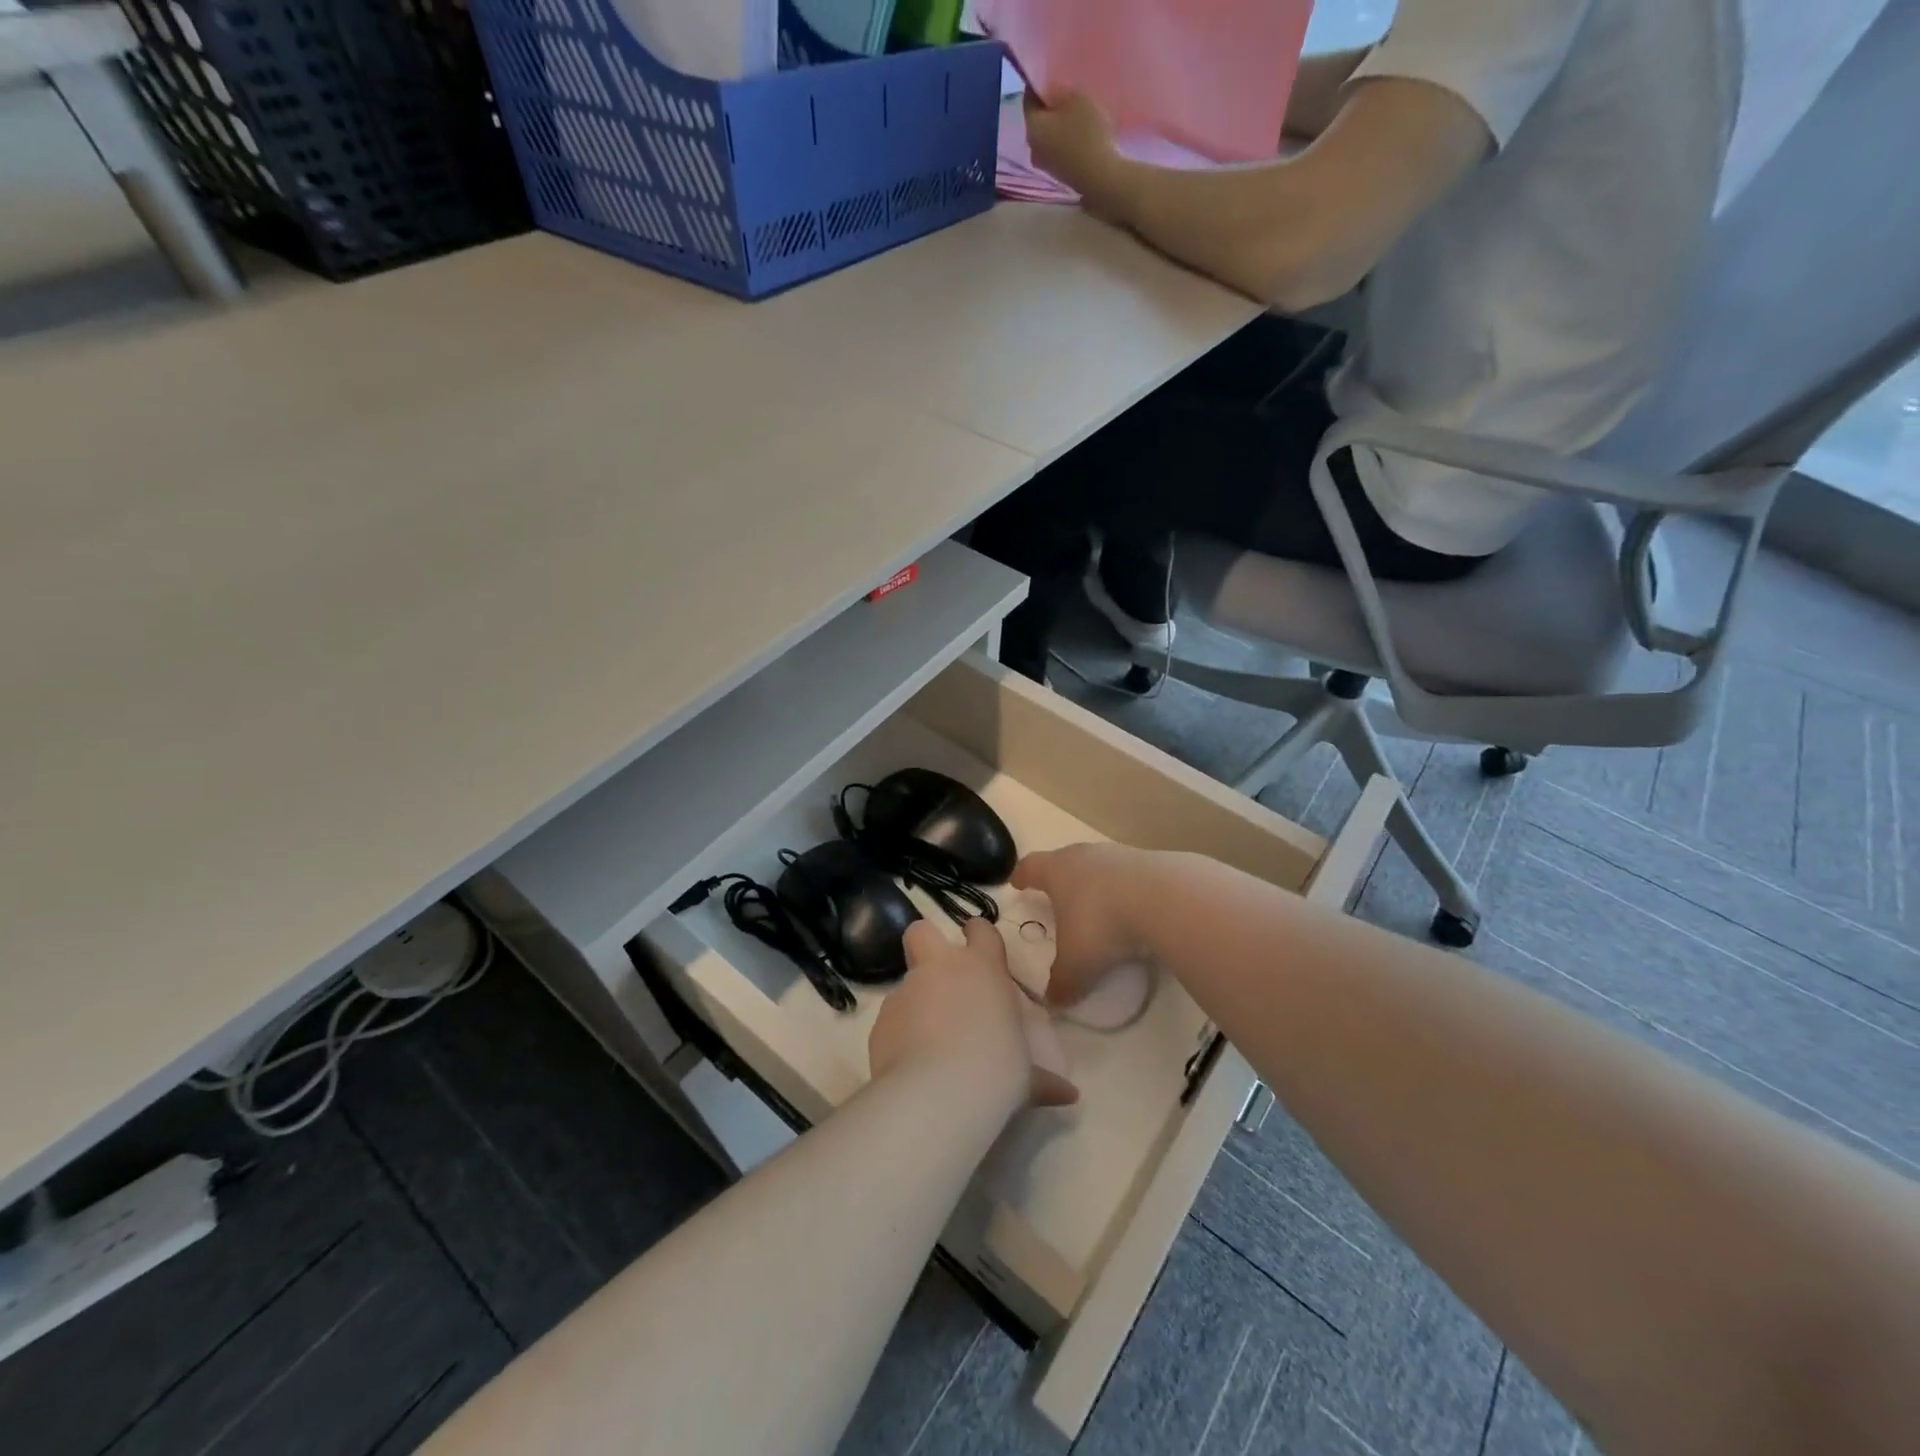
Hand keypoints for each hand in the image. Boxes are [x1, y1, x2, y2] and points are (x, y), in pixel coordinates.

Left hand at [869, 918, 1078, 1110]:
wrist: (937, 1095)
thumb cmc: (996, 1072)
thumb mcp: (1026, 1078)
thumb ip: (1042, 1080)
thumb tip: (1068, 1096)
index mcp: (983, 969)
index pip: (981, 930)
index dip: (979, 936)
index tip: (981, 951)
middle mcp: (940, 969)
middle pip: (922, 932)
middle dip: (926, 944)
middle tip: (939, 977)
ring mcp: (906, 992)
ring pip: (906, 983)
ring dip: (916, 1004)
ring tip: (928, 1043)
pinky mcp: (879, 1022)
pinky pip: (891, 1020)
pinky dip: (899, 1036)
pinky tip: (911, 1065)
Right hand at [1010, 844, 1156, 1009]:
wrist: (1165, 899)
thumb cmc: (1103, 924)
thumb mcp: (1077, 963)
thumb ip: (1062, 982)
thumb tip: (1053, 1002)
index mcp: (1057, 871)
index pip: (1031, 867)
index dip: (1022, 876)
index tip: (1017, 882)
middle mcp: (1084, 856)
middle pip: (1065, 861)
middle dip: (1059, 879)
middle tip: (1056, 896)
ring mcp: (1119, 855)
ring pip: (1099, 867)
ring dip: (1095, 884)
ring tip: (1098, 907)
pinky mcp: (1151, 862)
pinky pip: (1129, 876)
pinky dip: (1126, 891)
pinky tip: (1133, 911)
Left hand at [1023, 89, 1124, 215]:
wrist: (1101, 176)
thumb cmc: (1087, 133)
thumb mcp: (1076, 98)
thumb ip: (1060, 92)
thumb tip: (1053, 92)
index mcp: (1032, 128)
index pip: (1028, 98)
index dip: (1039, 83)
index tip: (1051, 72)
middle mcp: (1033, 149)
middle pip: (1039, 120)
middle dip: (1049, 106)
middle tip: (1064, 91)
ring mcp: (1046, 165)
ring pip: (1048, 136)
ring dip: (1058, 124)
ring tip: (1073, 111)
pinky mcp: (1059, 175)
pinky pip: (1058, 150)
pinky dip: (1064, 139)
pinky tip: (1078, 132)